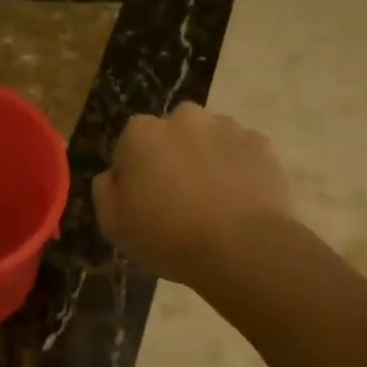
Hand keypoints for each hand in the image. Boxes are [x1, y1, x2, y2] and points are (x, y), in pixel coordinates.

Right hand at [93, 103, 293, 283]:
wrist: (243, 249)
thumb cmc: (169, 237)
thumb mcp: (114, 225)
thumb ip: (105, 190)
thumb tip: (112, 175)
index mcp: (141, 133)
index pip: (130, 143)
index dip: (136, 170)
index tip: (144, 198)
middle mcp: (184, 118)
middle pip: (172, 133)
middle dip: (174, 155)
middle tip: (180, 196)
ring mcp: (227, 127)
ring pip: (209, 138)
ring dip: (208, 159)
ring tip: (216, 200)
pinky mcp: (261, 143)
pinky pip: (242, 152)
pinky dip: (240, 168)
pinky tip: (241, 200)